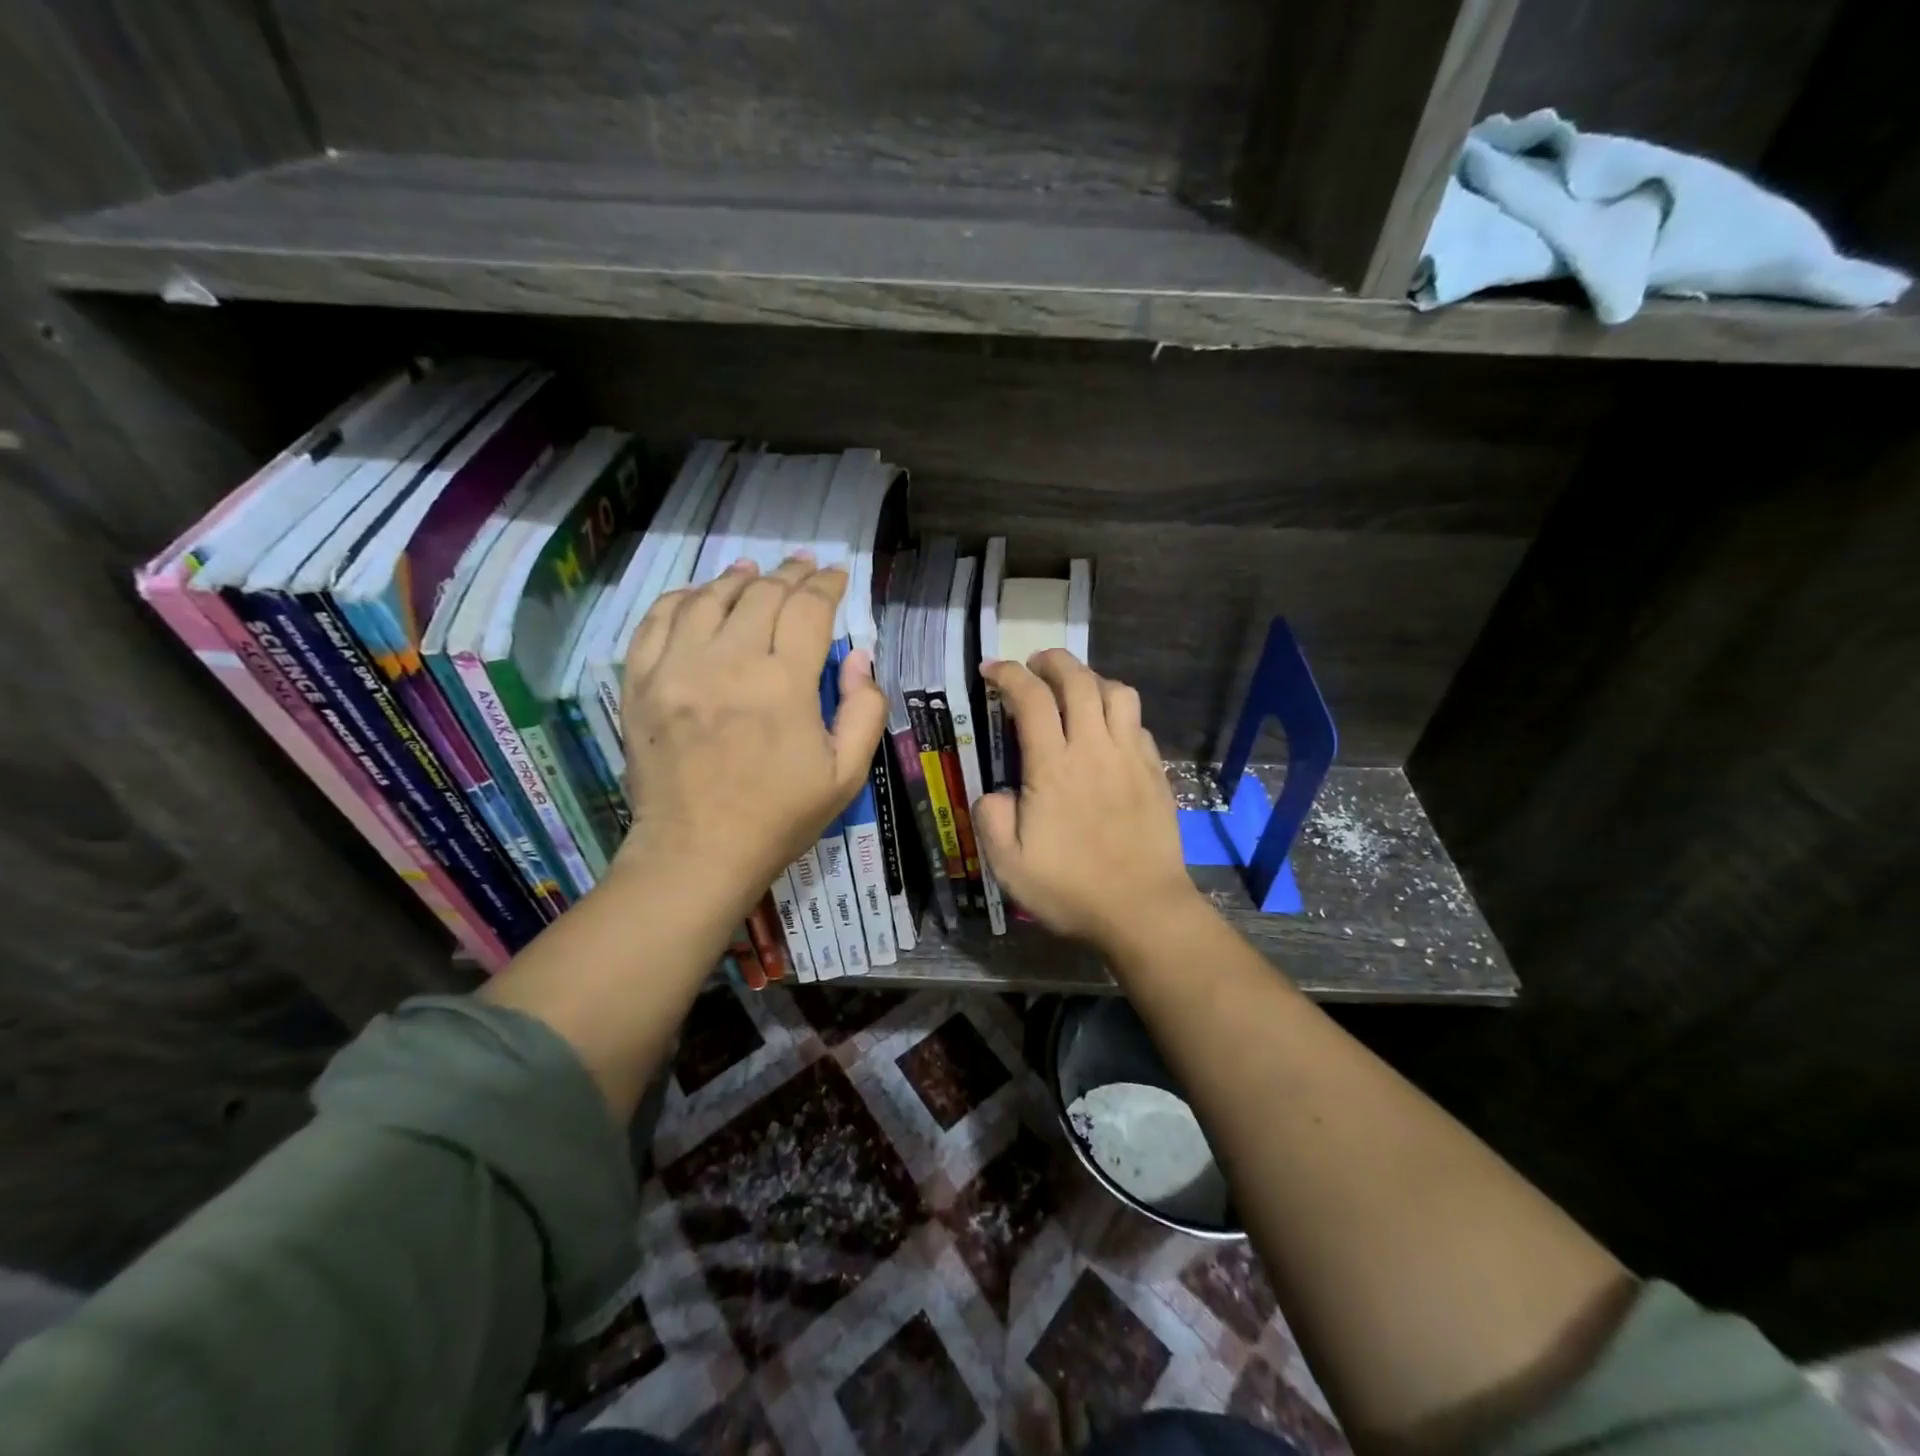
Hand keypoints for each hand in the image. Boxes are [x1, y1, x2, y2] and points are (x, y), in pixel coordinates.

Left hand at [616, 555, 886, 912]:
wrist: (696, 854)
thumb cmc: (779, 818)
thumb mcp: (846, 775)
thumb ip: (864, 710)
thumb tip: (859, 657)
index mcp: (785, 685)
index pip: (808, 609)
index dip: (826, 585)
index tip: (836, 575)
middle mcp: (729, 662)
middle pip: (761, 594)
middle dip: (789, 574)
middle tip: (803, 567)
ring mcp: (677, 670)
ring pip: (708, 599)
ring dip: (736, 578)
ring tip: (753, 571)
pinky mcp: (640, 684)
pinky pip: (656, 622)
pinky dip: (680, 599)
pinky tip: (698, 596)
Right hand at [974, 650, 1200, 951]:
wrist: (1142, 910)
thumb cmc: (1070, 889)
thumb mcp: (1008, 865)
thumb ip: (992, 819)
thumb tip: (996, 794)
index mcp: (1053, 766)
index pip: (1030, 699)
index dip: (1008, 675)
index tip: (992, 670)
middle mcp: (1094, 749)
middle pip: (1078, 680)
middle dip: (1053, 661)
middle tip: (1034, 665)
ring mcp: (1131, 758)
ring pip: (1118, 693)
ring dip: (1092, 680)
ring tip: (1075, 690)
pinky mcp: (1155, 772)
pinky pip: (1138, 724)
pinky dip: (1119, 713)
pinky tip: (1108, 731)